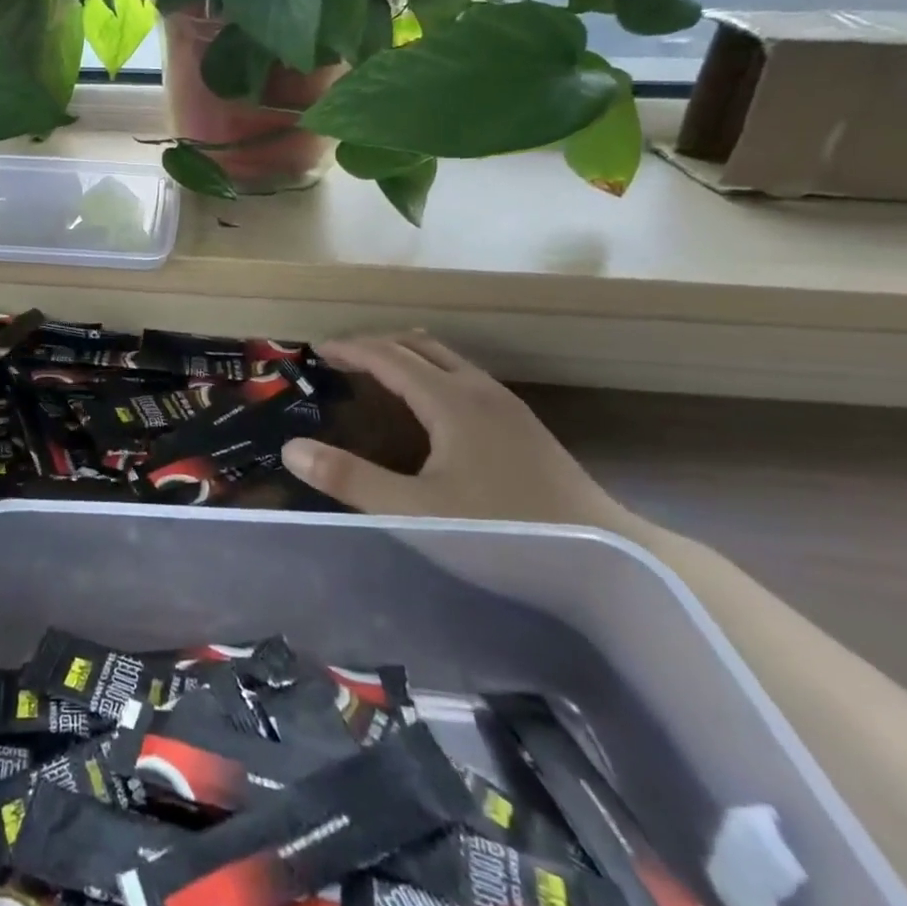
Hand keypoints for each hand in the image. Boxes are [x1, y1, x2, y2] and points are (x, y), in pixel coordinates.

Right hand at [281, 332, 627, 528]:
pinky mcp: (524, 428)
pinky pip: (464, 379)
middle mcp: (479, 391)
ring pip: (447, 361)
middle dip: (376, 345)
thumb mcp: (415, 511)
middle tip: (341, 360)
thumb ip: (351, 479)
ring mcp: (508, 408)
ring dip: (407, 358)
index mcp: (451, 400)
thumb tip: (292, 448)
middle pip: (420, 346)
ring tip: (377, 377)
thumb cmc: (505, 532)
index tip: (316, 350)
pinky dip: (431, 376)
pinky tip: (429, 412)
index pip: (388, 356)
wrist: (615, 560)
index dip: (350, 349)